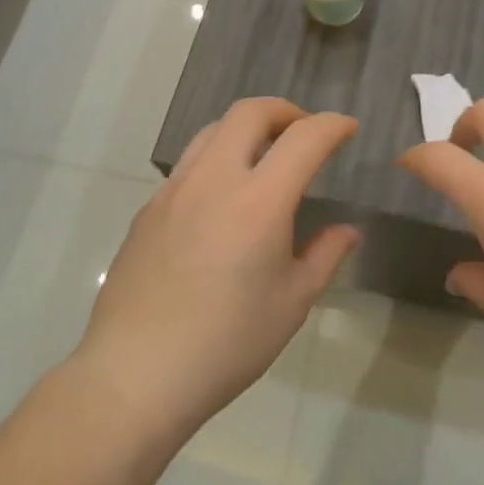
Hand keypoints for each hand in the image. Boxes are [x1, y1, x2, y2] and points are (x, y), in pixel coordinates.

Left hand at [73, 99, 360, 441]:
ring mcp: (174, 190)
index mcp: (259, 201)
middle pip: (249, 111)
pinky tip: (222, 201)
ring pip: (213, 130)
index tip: (348, 129)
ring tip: (264, 158)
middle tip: (304, 133)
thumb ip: (324, 255)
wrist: (136, 374)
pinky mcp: (148, 208)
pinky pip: (188, 164)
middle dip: (285, 110)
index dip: (332, 125)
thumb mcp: (291, 303)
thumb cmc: (227, 344)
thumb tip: (347, 230)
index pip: (304, 138)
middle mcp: (214, 179)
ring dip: (246, 129)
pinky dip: (216, 160)